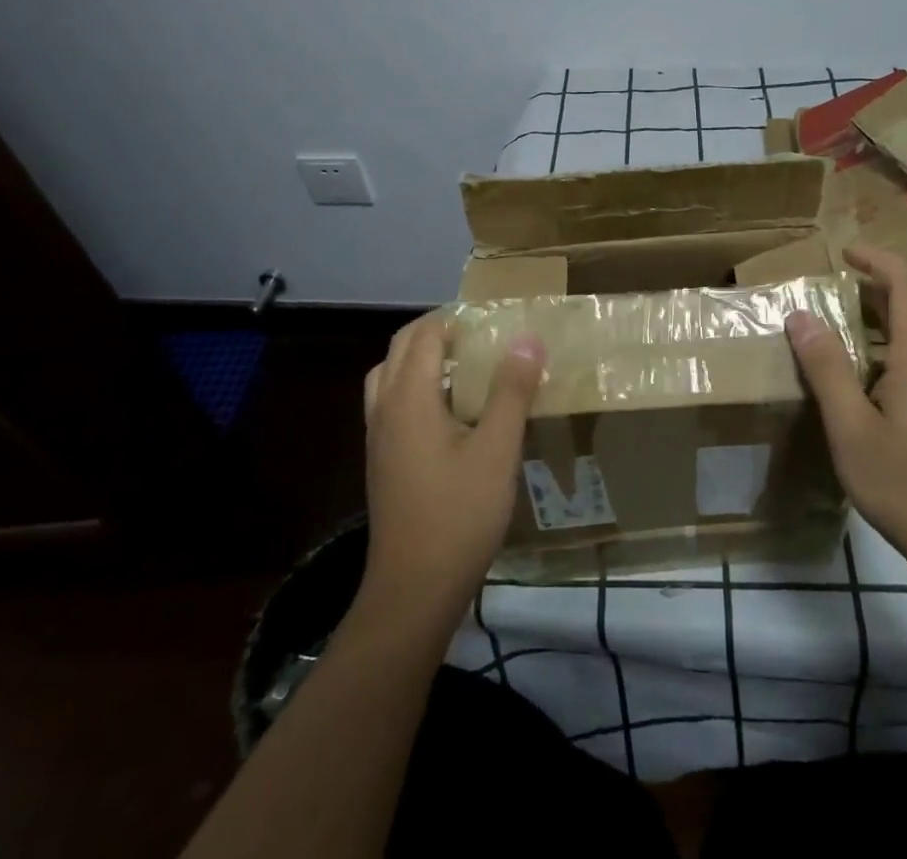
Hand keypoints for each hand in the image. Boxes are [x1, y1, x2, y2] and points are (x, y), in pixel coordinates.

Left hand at [357, 313, 544, 628]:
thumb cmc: (459, 514)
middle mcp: (385, 408)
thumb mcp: (497, 449)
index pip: (424, 334)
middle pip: (401, 349)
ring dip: (422, 359)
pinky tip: (452, 412)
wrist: (413, 591)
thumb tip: (527, 338)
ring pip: (391, 376)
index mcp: (409, 397)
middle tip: (480, 334)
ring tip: (464, 365)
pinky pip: (393, 403)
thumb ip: (512, 390)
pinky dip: (416, 388)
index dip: (455, 317)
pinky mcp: (382, 461)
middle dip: (437, 331)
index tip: (492, 316)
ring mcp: (379, 437)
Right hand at [785, 245, 906, 592]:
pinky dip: (888, 349)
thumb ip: (826, 368)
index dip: (876, 259)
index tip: (843, 252)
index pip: (905, 284)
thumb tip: (800, 316)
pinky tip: (864, 380)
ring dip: (880, 320)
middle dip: (872, 287)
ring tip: (838, 329)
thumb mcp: (851, 428)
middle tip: (830, 288)